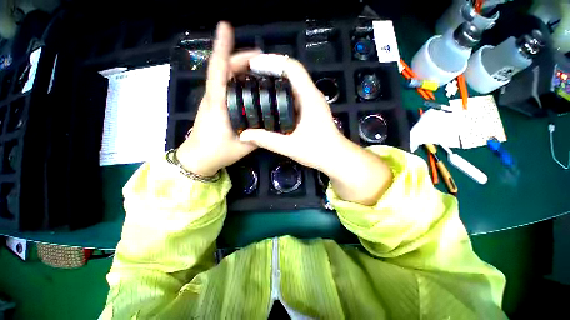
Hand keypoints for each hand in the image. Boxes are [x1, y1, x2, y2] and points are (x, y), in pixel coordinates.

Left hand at [177, 22, 260, 176]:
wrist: (198, 159)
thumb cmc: (217, 152)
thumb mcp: (243, 146)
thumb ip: (258, 135)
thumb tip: (273, 126)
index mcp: (217, 104)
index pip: (218, 71)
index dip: (221, 48)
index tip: (226, 27)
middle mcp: (213, 96)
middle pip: (224, 68)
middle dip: (243, 58)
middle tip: (265, 61)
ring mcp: (213, 99)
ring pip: (225, 76)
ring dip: (242, 68)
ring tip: (262, 70)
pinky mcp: (215, 104)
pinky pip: (227, 85)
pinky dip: (239, 80)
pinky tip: (252, 85)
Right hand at [240, 57, 392, 204]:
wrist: (336, 157)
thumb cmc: (318, 151)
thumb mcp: (290, 147)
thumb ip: (267, 140)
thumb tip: (244, 135)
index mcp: (309, 98)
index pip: (292, 68)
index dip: (272, 61)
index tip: (253, 64)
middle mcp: (311, 95)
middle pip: (291, 72)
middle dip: (270, 69)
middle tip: (249, 74)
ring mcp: (311, 102)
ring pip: (292, 84)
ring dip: (275, 81)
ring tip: (256, 84)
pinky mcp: (310, 109)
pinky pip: (293, 95)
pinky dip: (280, 94)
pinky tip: (269, 101)